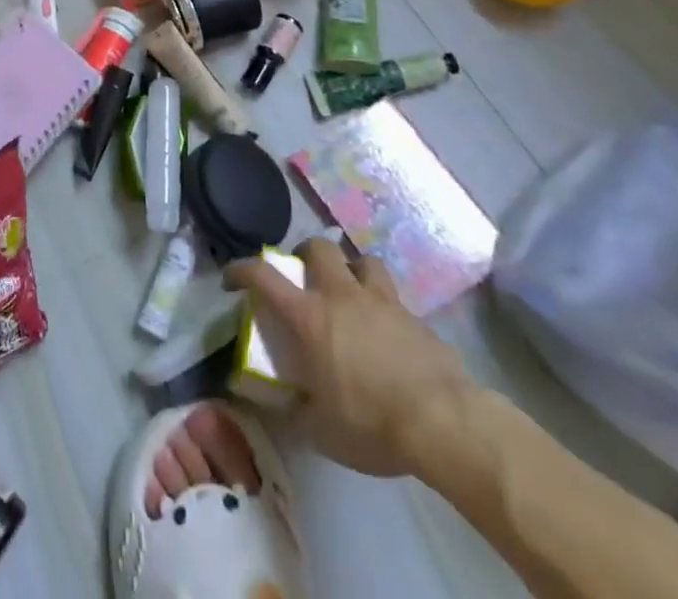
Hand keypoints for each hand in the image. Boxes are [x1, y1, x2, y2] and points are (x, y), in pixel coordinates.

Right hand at [225, 238, 476, 477]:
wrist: (444, 423)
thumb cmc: (371, 423)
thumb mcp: (321, 429)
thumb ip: (293, 409)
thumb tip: (271, 401)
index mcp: (309, 317)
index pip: (263, 275)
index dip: (242, 269)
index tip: (233, 278)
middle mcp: (342, 296)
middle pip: (319, 247)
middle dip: (308, 255)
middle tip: (306, 277)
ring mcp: (382, 302)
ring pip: (364, 261)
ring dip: (353, 271)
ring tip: (352, 293)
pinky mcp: (416, 318)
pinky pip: (395, 299)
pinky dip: (386, 308)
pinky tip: (390, 334)